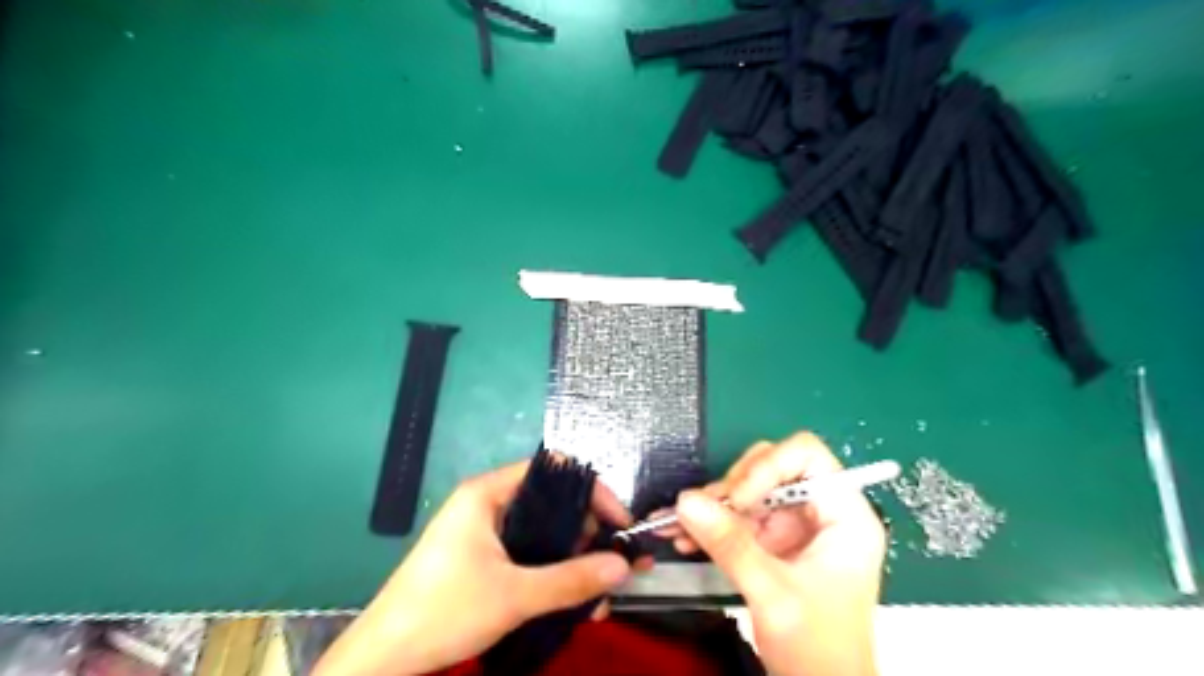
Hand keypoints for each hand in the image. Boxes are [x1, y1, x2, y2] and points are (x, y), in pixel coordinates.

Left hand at [316, 458, 638, 674]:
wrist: (382, 659)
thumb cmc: (443, 611)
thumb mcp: (514, 595)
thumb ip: (572, 579)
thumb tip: (624, 566)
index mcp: (489, 493)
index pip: (553, 471)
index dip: (592, 491)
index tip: (619, 522)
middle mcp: (489, 504)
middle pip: (552, 503)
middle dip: (589, 534)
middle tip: (616, 563)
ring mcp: (485, 533)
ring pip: (544, 534)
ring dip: (575, 561)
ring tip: (601, 595)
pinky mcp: (484, 560)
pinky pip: (531, 556)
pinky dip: (555, 574)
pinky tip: (576, 602)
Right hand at [658, 433, 880, 674]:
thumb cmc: (819, 650)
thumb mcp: (773, 594)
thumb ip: (730, 544)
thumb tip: (686, 501)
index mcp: (844, 515)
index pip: (806, 456)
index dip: (768, 467)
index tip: (736, 499)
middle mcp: (820, 512)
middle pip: (772, 467)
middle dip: (733, 487)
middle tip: (702, 511)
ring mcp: (795, 527)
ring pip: (748, 491)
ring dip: (713, 506)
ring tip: (678, 525)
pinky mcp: (774, 543)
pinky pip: (738, 518)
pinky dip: (711, 524)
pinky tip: (684, 537)